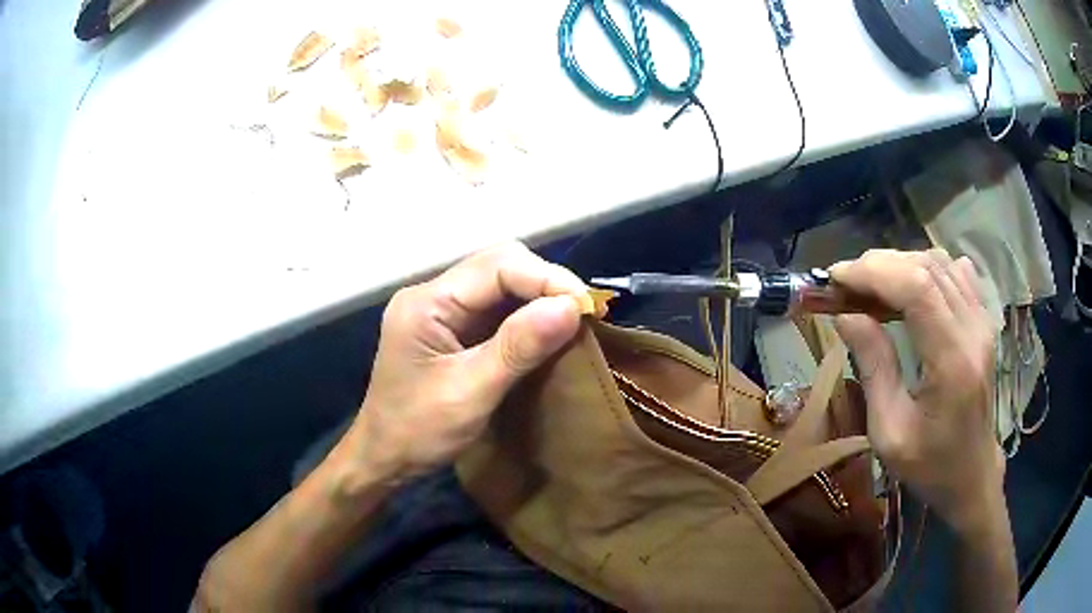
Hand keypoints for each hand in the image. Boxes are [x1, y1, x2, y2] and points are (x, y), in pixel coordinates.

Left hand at [341, 242, 589, 484]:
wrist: (384, 458)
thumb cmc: (418, 432)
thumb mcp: (471, 393)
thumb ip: (518, 347)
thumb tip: (571, 306)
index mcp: (427, 302)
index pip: (497, 265)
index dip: (546, 278)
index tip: (586, 307)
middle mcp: (432, 294)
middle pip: (499, 265)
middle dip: (545, 283)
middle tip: (581, 314)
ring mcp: (440, 309)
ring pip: (501, 284)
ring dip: (538, 298)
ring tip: (572, 321)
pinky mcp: (450, 327)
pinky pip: (495, 307)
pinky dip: (525, 315)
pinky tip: (546, 331)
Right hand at [829, 249, 1003, 531]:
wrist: (971, 473)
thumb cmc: (928, 464)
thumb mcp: (889, 432)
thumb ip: (873, 368)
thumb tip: (845, 316)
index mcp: (952, 363)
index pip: (916, 289)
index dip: (873, 272)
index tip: (835, 279)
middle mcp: (973, 330)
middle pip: (926, 268)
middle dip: (879, 266)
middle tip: (845, 285)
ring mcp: (983, 321)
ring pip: (939, 263)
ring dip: (899, 265)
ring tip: (871, 287)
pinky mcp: (984, 320)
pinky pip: (955, 272)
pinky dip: (925, 269)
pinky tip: (909, 288)